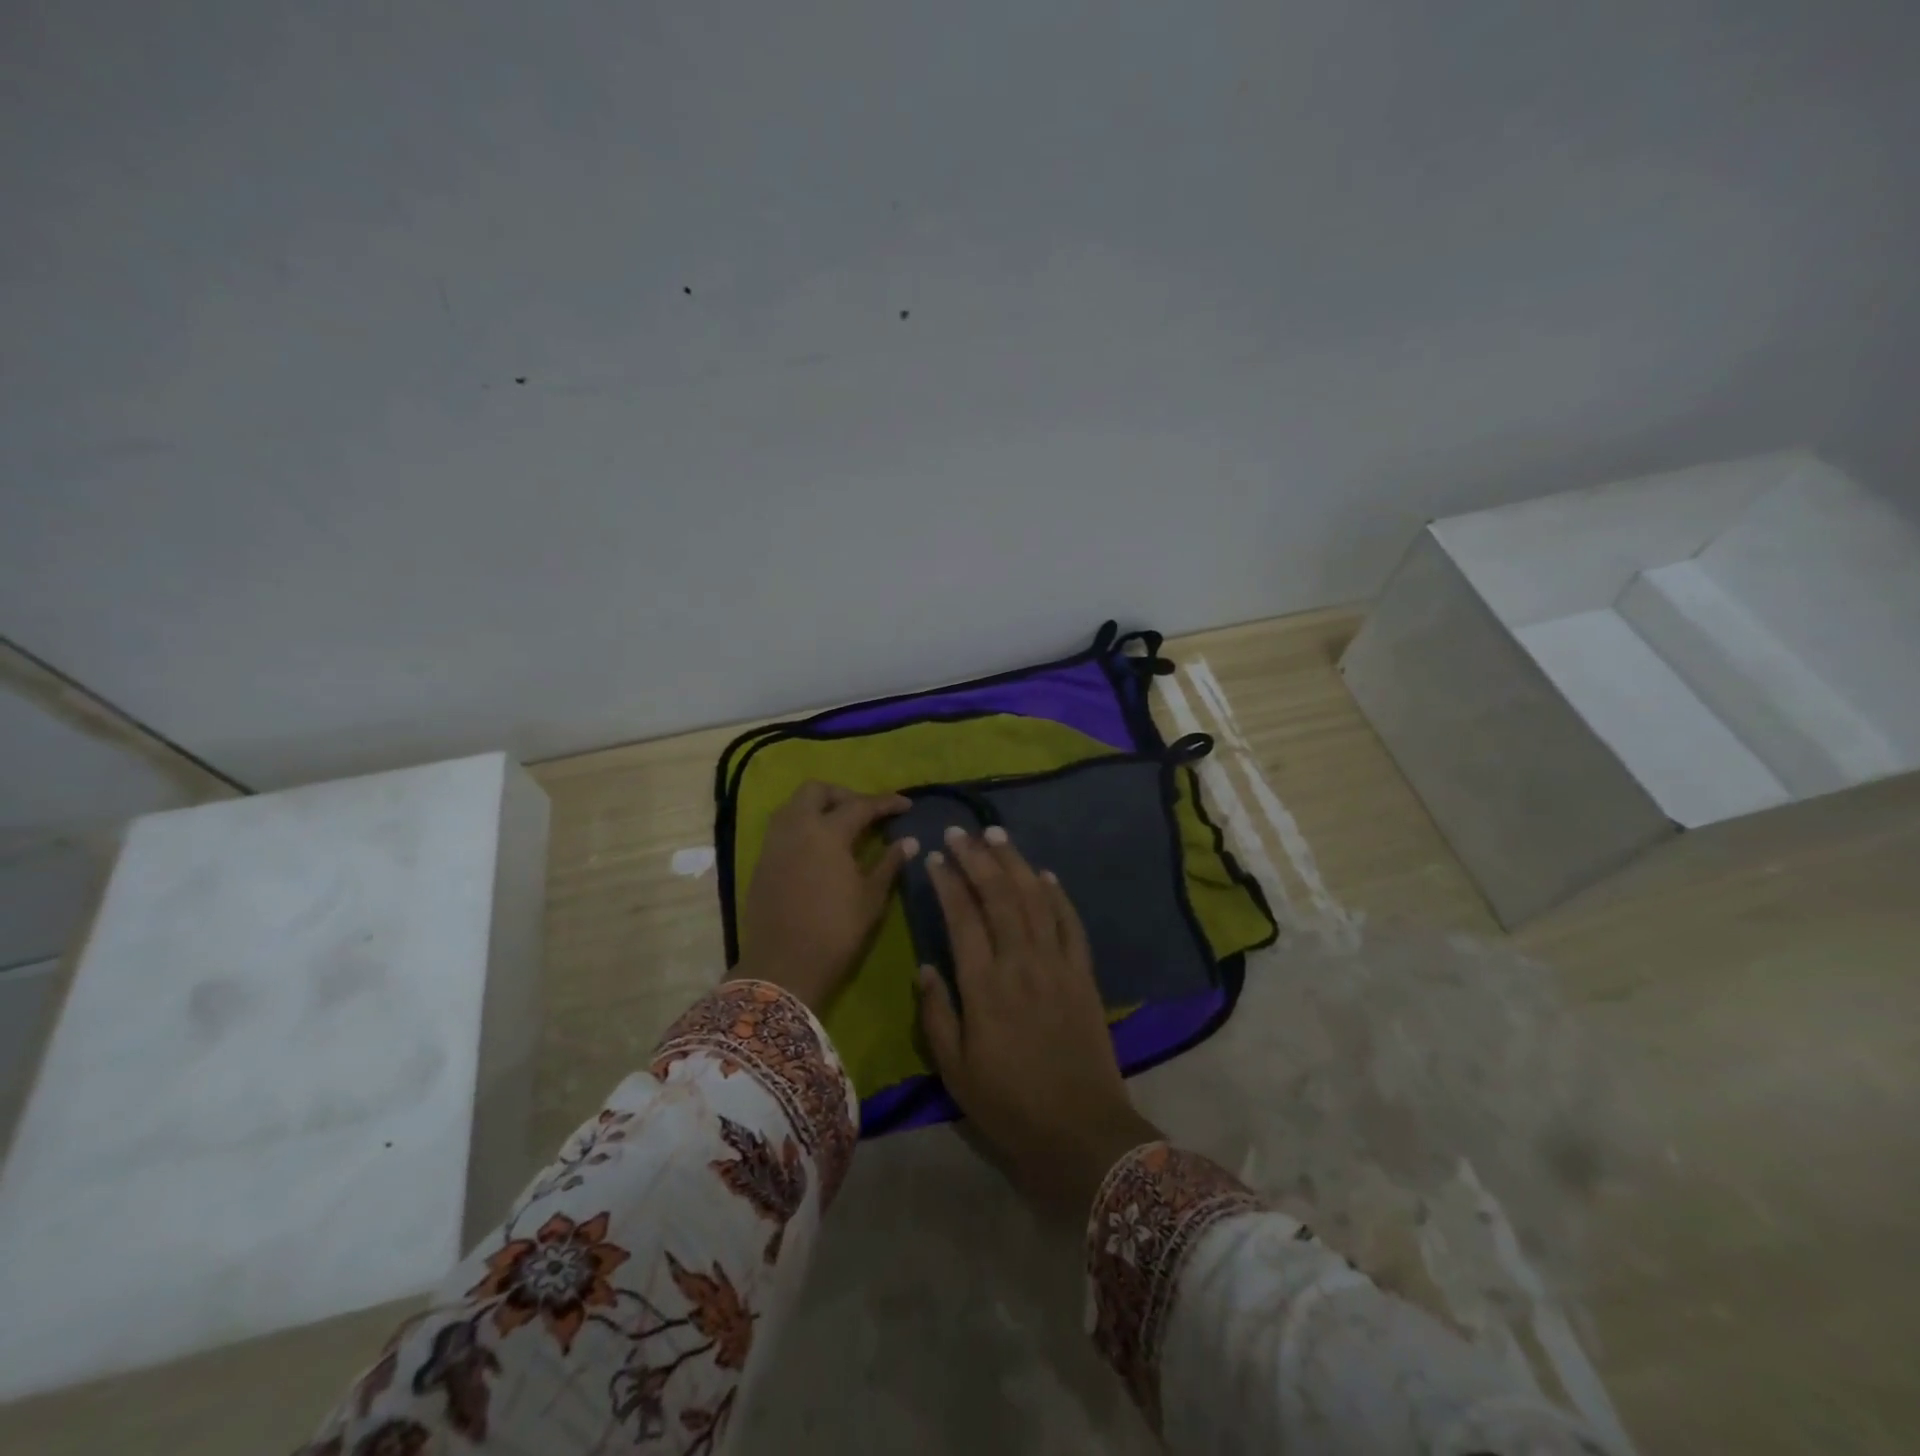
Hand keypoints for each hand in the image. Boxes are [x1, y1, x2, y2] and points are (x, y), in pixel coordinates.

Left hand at [731, 781, 917, 1010]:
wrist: (783, 967)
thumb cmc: (835, 931)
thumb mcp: (871, 898)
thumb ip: (889, 863)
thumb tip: (909, 841)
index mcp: (827, 832)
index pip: (860, 805)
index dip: (886, 803)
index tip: (906, 804)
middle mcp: (797, 828)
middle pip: (816, 791)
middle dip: (843, 794)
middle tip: (865, 812)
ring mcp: (774, 843)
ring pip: (794, 805)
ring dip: (818, 806)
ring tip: (841, 826)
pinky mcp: (762, 861)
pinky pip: (783, 828)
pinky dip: (802, 825)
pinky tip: (818, 848)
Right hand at [916, 826, 1162, 1211]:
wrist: (1081, 1131)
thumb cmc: (1009, 1105)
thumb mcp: (955, 1071)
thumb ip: (937, 1014)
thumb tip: (926, 966)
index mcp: (984, 987)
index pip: (962, 918)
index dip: (948, 882)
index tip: (935, 857)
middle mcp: (1021, 963)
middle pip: (999, 896)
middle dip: (978, 859)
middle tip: (960, 832)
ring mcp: (1058, 965)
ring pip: (1035, 900)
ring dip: (1016, 863)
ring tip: (997, 835)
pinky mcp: (1085, 975)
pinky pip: (1072, 924)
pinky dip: (1059, 895)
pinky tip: (1047, 875)